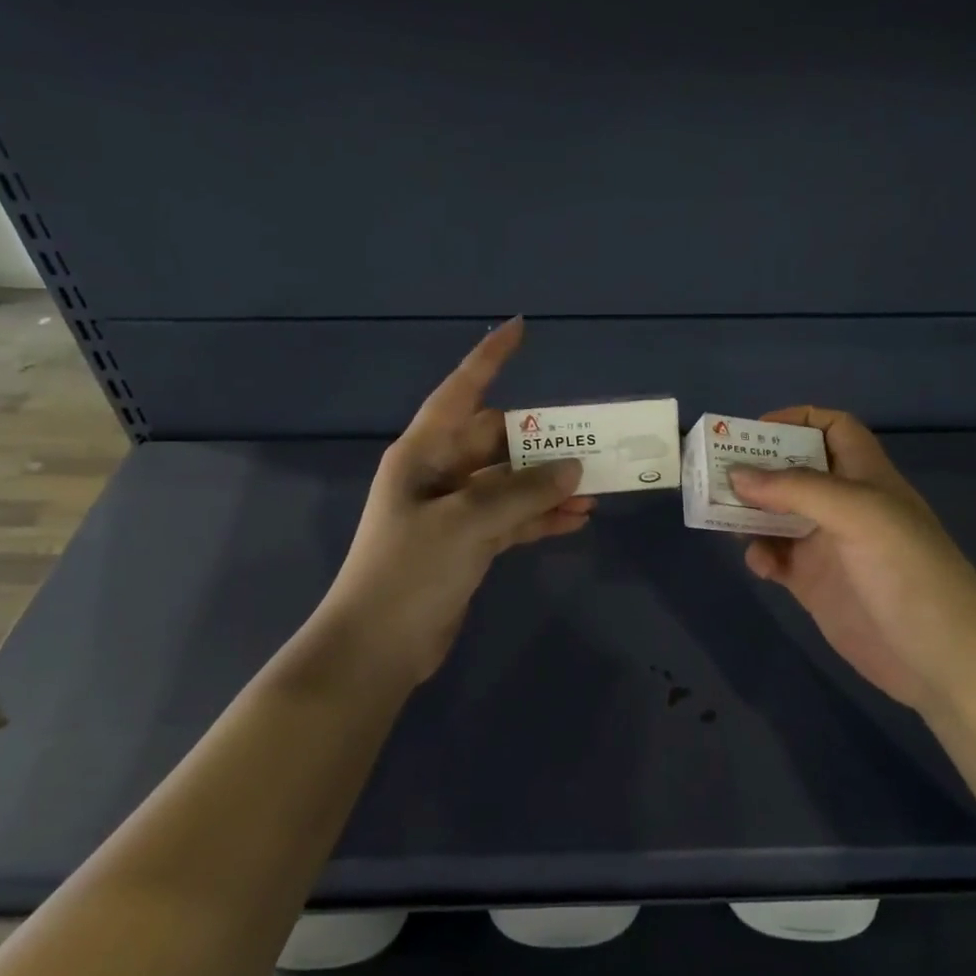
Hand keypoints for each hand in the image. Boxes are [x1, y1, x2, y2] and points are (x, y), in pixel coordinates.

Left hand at [321, 319, 591, 685]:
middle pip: (498, 442)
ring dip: (548, 485)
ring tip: (597, 487)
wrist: (378, 646)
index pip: (462, 392)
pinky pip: (511, 519)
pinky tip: (577, 520)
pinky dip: (540, 518)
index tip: (522, 329)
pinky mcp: (467, 544)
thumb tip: (572, 467)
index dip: (490, 359)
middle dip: (542, 442)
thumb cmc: (410, 570)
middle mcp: (439, 474)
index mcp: (424, 453)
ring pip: (510, 484)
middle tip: (592, 442)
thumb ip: (522, 492)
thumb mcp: (468, 523)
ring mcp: (454, 511)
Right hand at [729, 407, 975, 712]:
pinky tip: (761, 566)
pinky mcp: (814, 584)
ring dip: (749, 512)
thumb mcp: (859, 515)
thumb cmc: (909, 573)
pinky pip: (776, 557)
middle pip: (793, 470)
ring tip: (724, 518)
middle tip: (716, 474)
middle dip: (757, 468)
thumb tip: (736, 474)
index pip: (832, 428)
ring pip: (777, 514)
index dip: (796, 421)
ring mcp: (828, 546)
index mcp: (865, 476)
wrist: (942, 660)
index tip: (752, 432)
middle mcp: (844, 505)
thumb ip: (797, 490)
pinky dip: (761, 555)